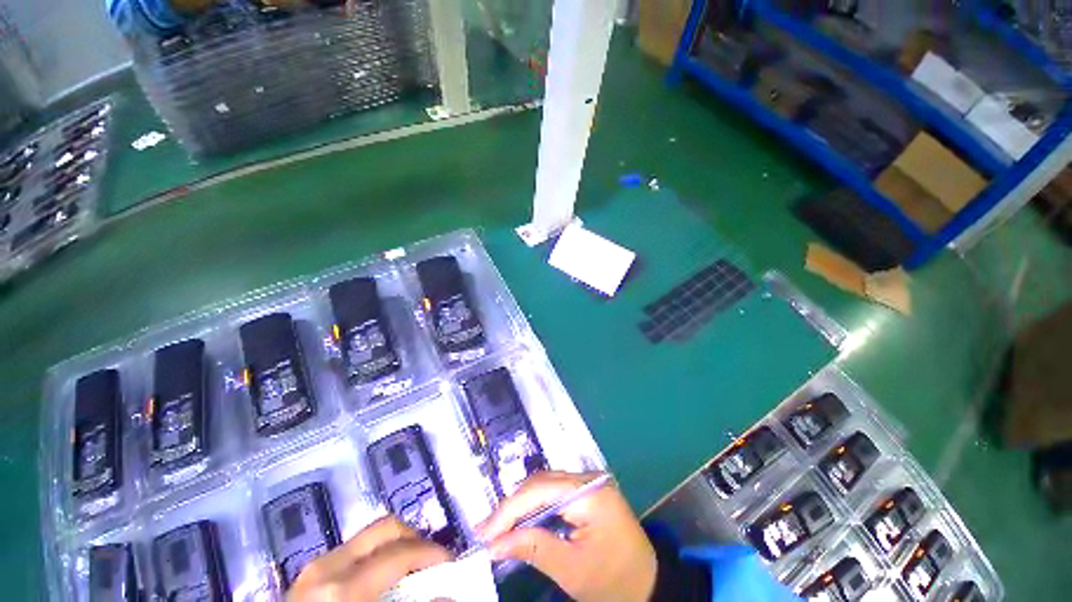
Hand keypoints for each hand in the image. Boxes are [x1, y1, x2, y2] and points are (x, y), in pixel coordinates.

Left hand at [288, 516, 452, 601]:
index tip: (451, 565)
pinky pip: (353, 551)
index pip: (400, 552)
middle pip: (386, 528)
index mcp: (343, 585)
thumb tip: (447, 594)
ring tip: (407, 570)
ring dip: (395, 546)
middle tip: (430, 562)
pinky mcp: (308, 572)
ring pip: (369, 536)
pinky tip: (380, 578)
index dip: (432, 554)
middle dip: (415, 539)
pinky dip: (375, 556)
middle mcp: (328, 564)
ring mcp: (315, 565)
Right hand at [477, 472, 656, 601]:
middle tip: (487, 531)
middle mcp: (589, 479)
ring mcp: (589, 483)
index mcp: (590, 493)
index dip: (508, 510)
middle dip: (512, 507)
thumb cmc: (613, 582)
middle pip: (541, 483)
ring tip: (498, 527)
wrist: (648, 586)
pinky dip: (535, 506)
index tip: (483, 532)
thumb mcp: (571, 570)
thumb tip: (494, 543)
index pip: (540, 490)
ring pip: (545, 484)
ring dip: (521, 505)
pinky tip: (521, 520)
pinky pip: (554, 491)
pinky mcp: (587, 491)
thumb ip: (533, 549)